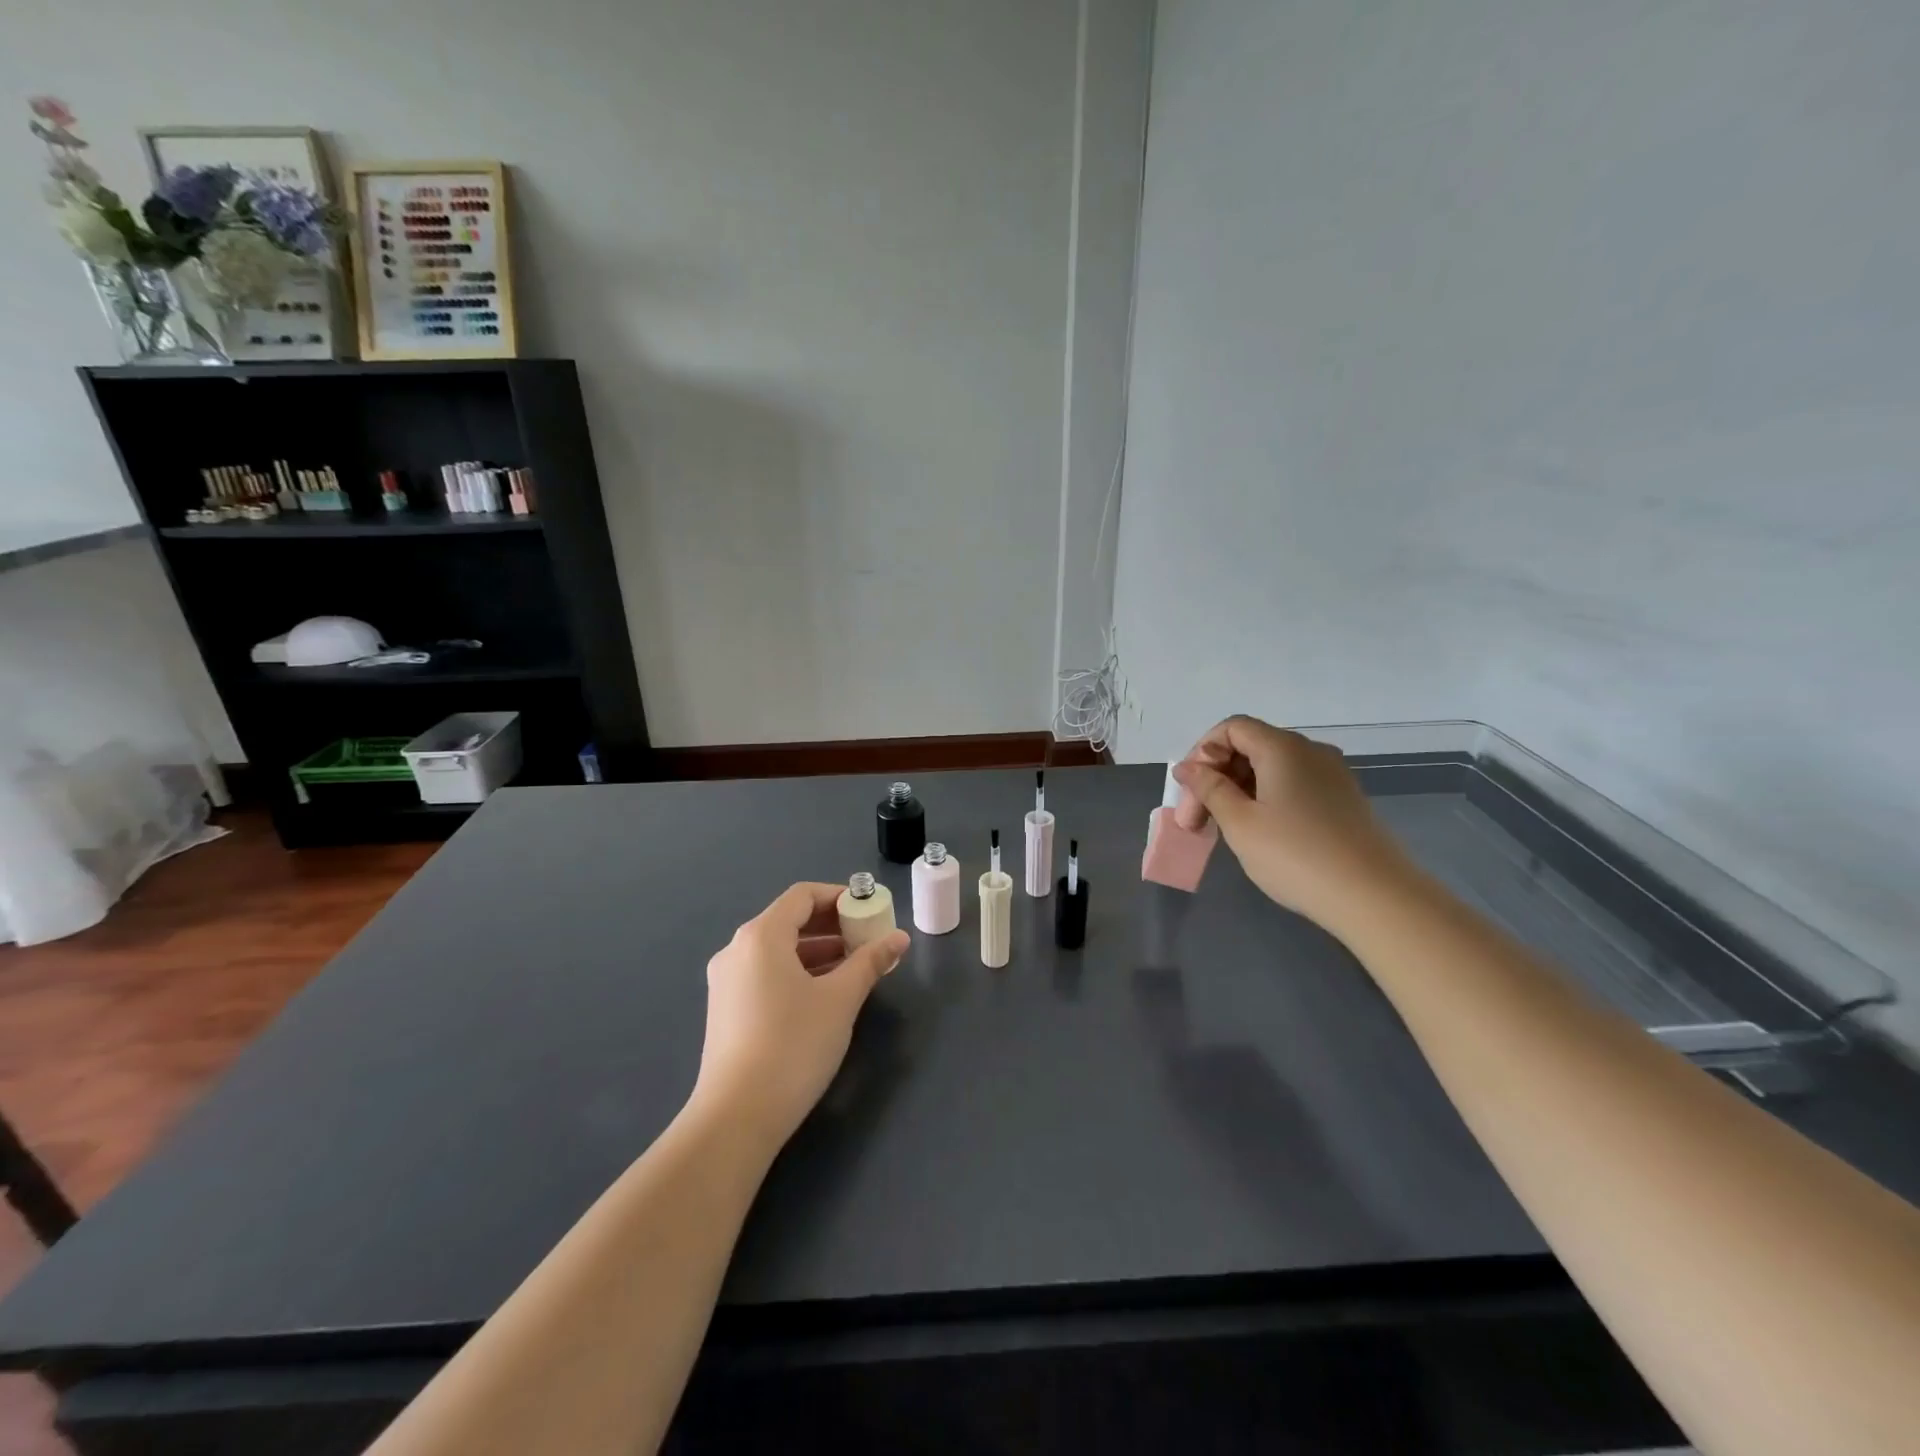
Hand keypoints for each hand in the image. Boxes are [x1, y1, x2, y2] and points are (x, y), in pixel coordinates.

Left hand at [691, 882, 908, 1151]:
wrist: (736, 1117)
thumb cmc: (793, 1045)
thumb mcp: (841, 1000)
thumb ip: (870, 962)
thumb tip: (899, 938)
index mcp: (761, 936)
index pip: (803, 895)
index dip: (839, 896)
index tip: (869, 910)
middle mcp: (737, 950)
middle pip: (789, 920)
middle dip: (832, 925)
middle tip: (868, 938)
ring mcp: (726, 981)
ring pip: (778, 950)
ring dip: (817, 951)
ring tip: (854, 967)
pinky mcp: (725, 1010)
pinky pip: (766, 973)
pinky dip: (797, 972)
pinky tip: (824, 994)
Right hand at [1170, 715, 1414, 930]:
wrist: (1374, 897)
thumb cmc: (1296, 855)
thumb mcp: (1240, 823)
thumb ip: (1209, 789)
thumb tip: (1188, 767)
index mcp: (1282, 748)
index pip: (1232, 728)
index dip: (1203, 753)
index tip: (1190, 792)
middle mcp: (1310, 751)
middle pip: (1250, 747)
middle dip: (1216, 777)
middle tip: (1196, 822)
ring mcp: (1332, 776)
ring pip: (1271, 769)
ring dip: (1239, 791)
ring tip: (1223, 831)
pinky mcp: (1343, 800)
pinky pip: (1293, 786)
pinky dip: (1266, 800)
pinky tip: (1260, 834)